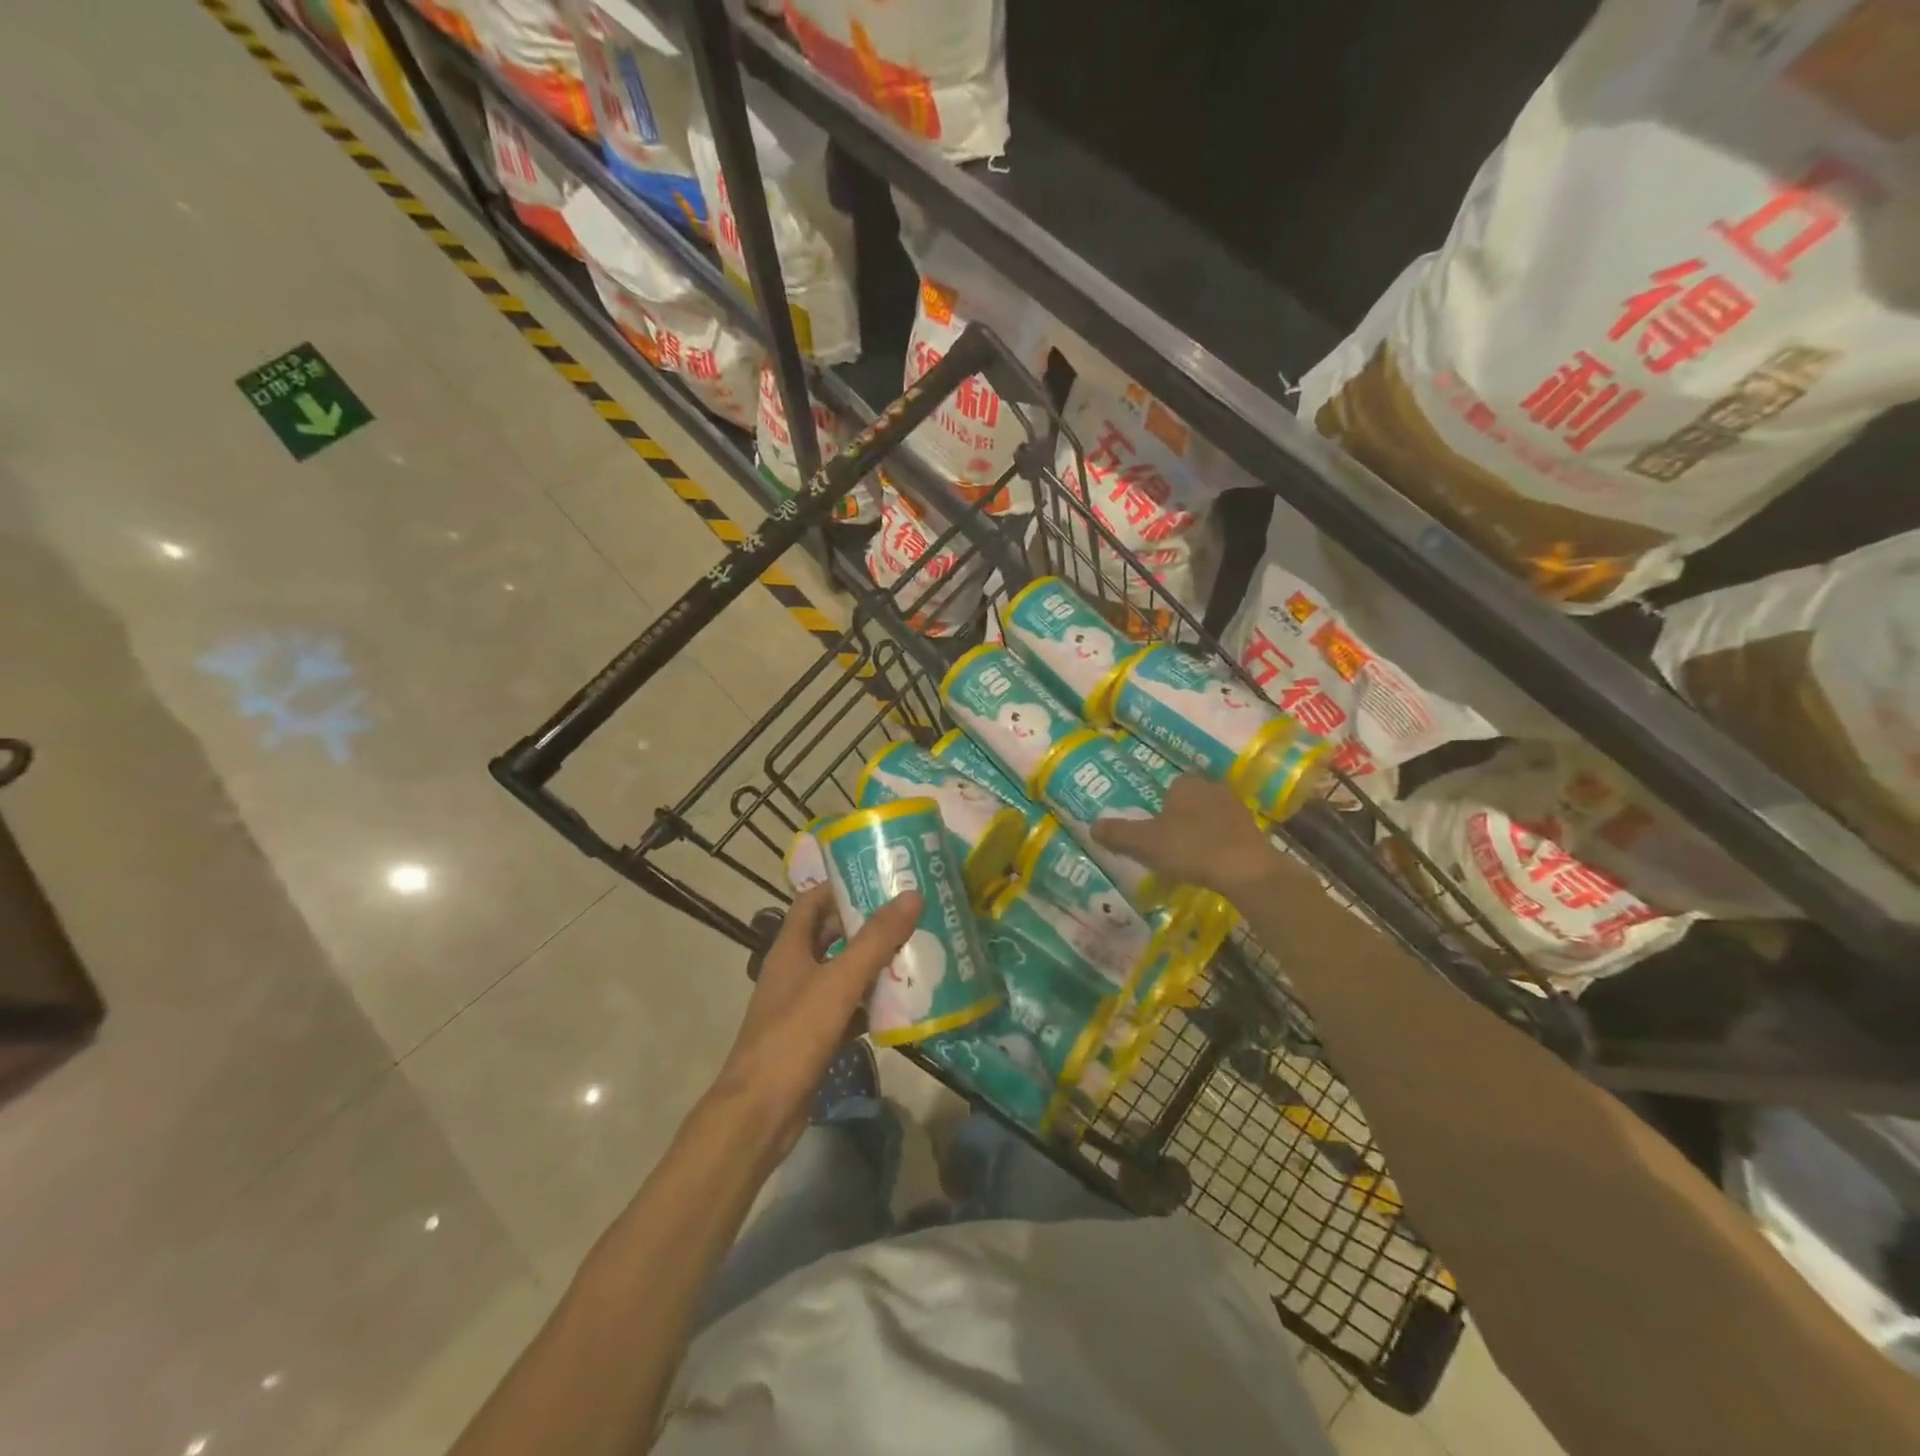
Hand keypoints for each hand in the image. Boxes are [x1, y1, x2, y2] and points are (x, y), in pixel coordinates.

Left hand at [709, 885, 921, 1161]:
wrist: (760, 1113)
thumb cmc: (794, 1036)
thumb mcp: (838, 982)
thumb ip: (875, 940)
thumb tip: (911, 895)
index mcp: (790, 948)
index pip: (813, 901)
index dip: (841, 885)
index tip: (880, 876)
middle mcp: (794, 971)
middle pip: (831, 935)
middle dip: (866, 923)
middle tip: (909, 912)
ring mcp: (802, 1006)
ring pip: (842, 973)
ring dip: (873, 964)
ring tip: (915, 950)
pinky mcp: (814, 1037)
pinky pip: (847, 1010)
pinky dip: (870, 1004)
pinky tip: (902, 1003)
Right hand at [1092, 773, 1280, 901]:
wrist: (1246, 870)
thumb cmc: (1191, 848)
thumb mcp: (1144, 843)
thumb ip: (1117, 834)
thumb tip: (1092, 826)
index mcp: (1186, 785)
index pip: (1169, 786)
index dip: (1159, 806)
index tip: (1152, 828)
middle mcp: (1213, 788)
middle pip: (1190, 800)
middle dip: (1180, 817)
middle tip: (1167, 843)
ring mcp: (1237, 809)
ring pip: (1210, 816)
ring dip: (1201, 831)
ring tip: (1189, 857)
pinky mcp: (1253, 831)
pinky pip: (1228, 834)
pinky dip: (1218, 845)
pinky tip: (1212, 865)